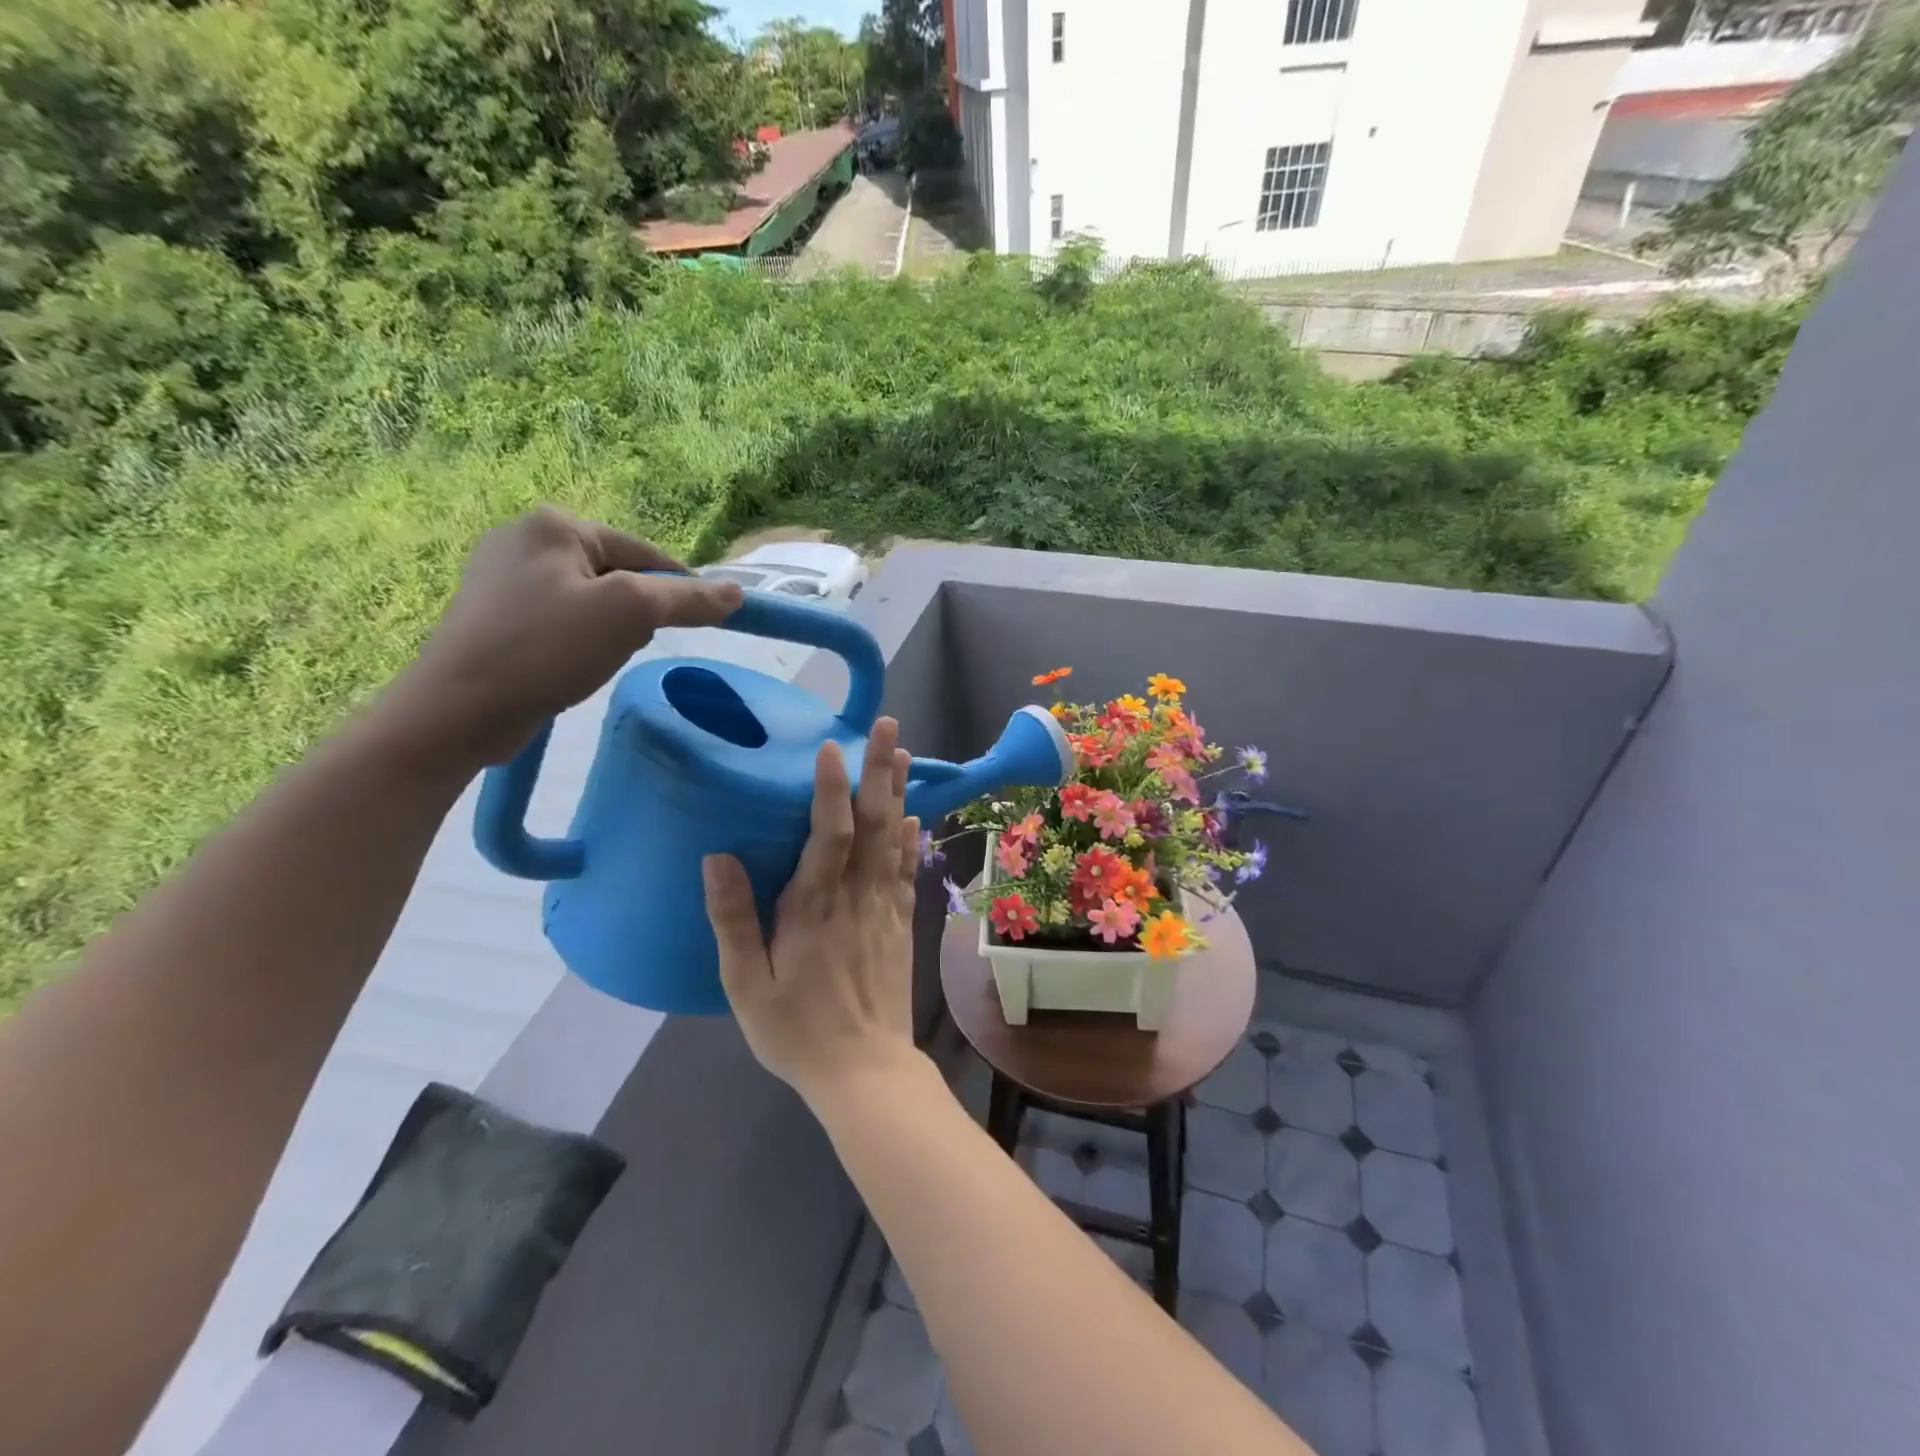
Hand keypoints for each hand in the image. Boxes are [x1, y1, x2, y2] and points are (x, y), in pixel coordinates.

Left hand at [387, 507, 742, 764]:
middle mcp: (523, 538)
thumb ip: (687, 599)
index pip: (644, 551)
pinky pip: (560, 619)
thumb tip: (737, 593)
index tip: (701, 625)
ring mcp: (501, 577)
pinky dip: (579, 640)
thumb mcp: (631, 614)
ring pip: (590, 599)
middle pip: (617, 573)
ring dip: (610, 628)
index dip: (679, 588)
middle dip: (637, 611)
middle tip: (631, 646)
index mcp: (554, 524)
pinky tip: (572, 665)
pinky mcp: (492, 614)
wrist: (459, 709)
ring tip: (599, 659)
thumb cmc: (548, 648)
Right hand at [703, 717, 924, 1105]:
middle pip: (872, 824)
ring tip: (904, 753)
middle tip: (887, 726)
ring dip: (898, 793)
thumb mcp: (746, 985)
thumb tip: (717, 857)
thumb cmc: (795, 1031)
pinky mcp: (902, 924)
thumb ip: (732, 920)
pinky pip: (907, 872)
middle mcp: (856, 897)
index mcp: (814, 907)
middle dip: (878, 772)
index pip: (827, 834)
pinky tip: (914, 816)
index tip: (831, 747)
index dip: (830, 788)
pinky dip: (911, 840)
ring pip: (894, 839)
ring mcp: (885, 908)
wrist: (864, 1071)